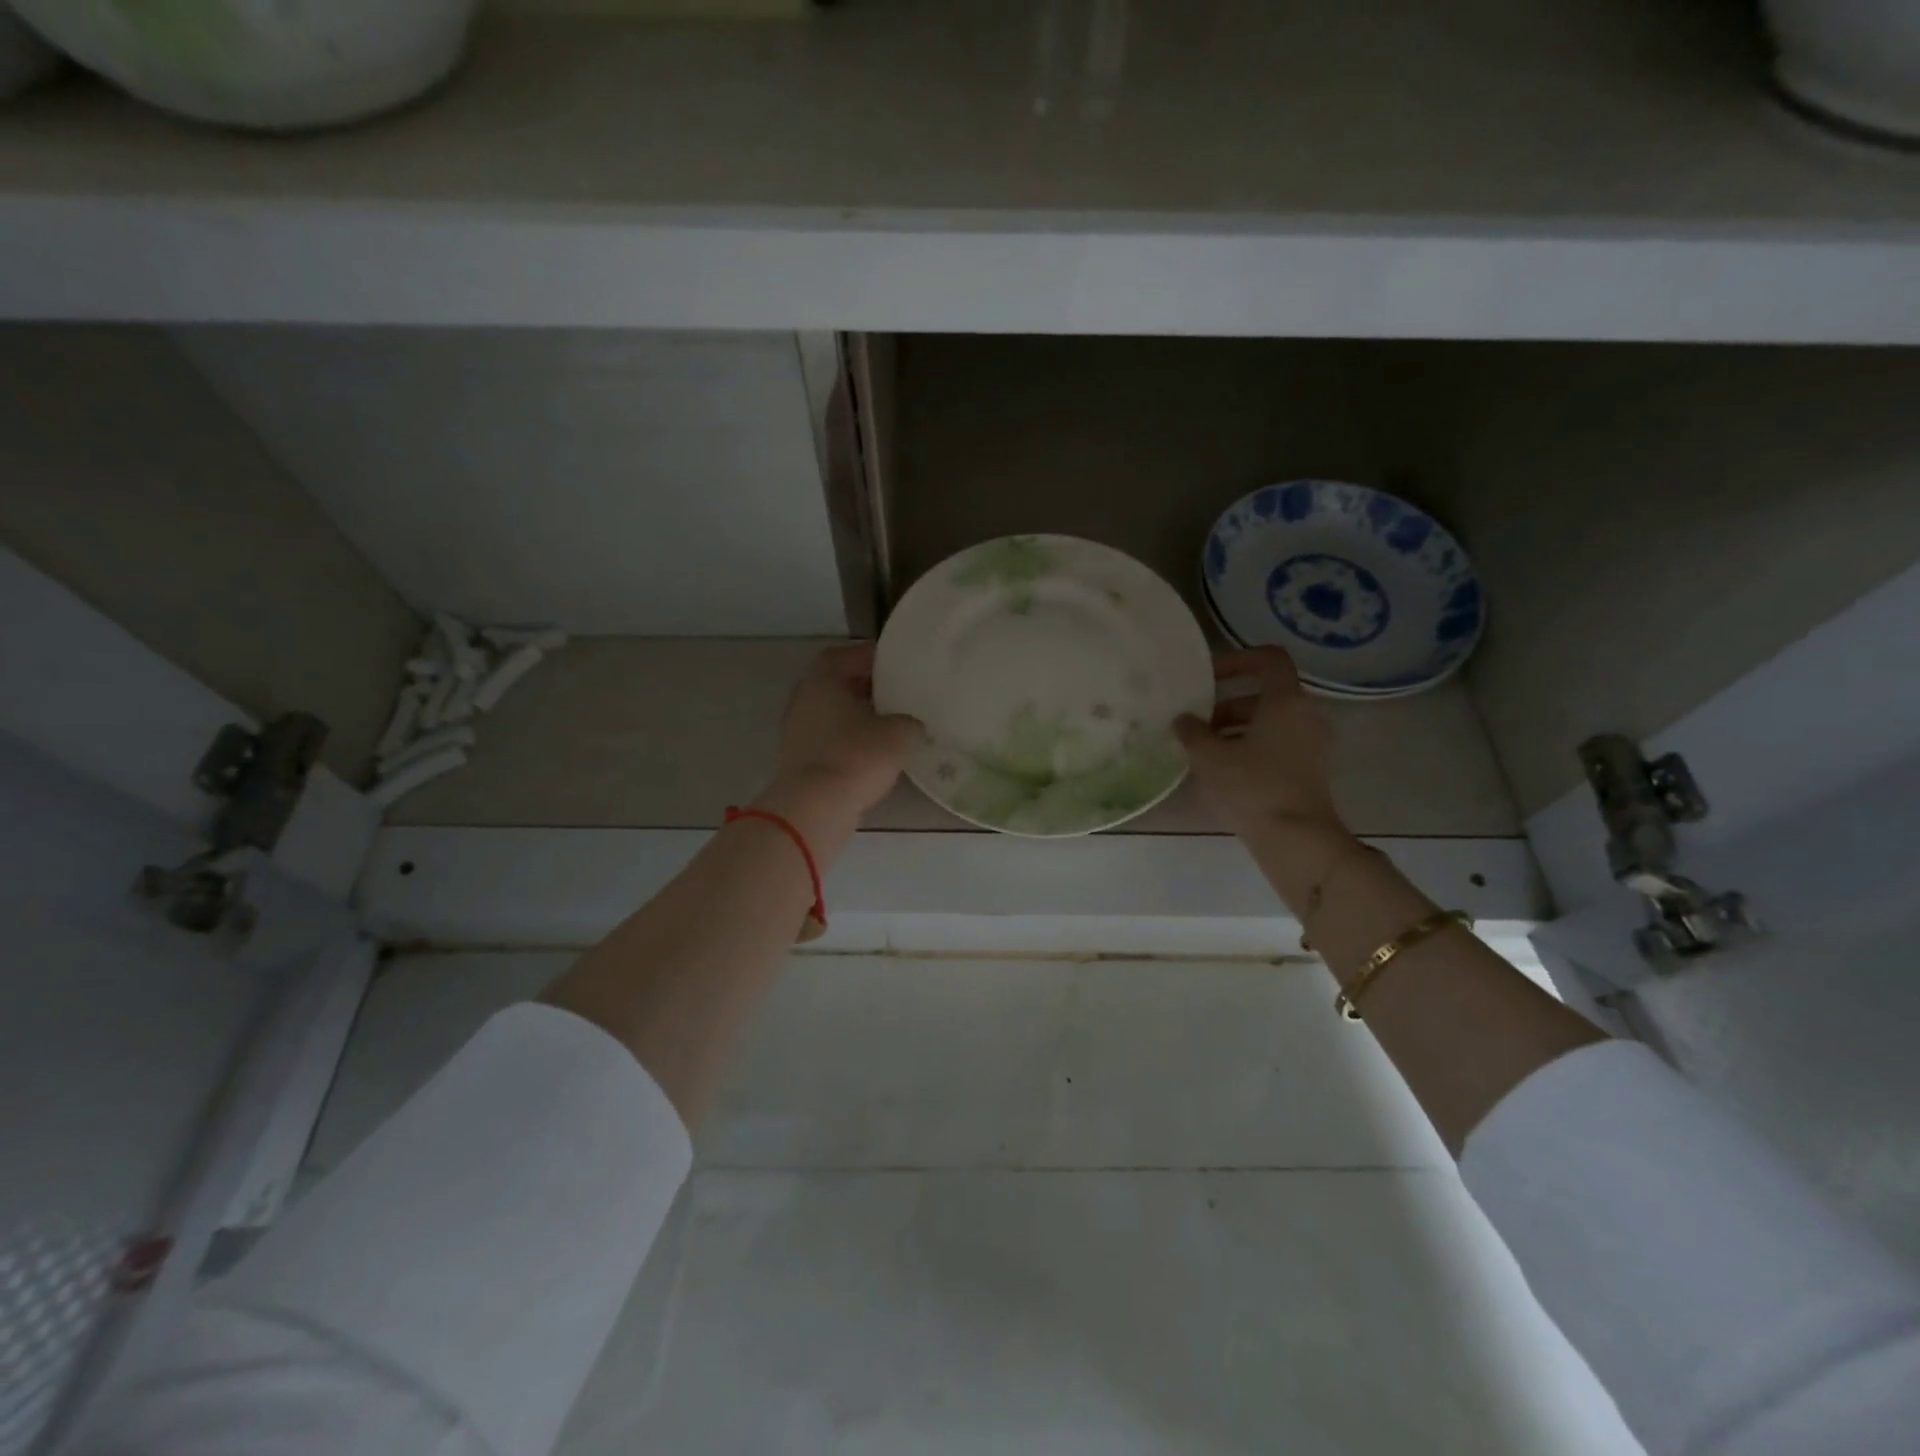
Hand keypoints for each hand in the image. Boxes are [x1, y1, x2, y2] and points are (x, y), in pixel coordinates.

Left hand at [760, 644, 922, 834]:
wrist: (817, 807)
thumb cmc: (856, 756)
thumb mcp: (899, 734)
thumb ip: (909, 721)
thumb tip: (910, 724)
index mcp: (821, 682)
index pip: (841, 656)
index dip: (866, 656)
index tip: (891, 662)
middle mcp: (803, 702)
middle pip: (834, 685)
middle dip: (863, 686)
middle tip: (894, 691)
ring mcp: (796, 732)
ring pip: (831, 714)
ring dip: (856, 715)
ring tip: (888, 722)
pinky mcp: (799, 760)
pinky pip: (828, 739)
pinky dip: (849, 739)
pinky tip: (873, 750)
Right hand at [1175, 647, 1344, 841]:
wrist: (1297, 839)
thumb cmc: (1252, 787)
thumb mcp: (1210, 757)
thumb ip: (1192, 732)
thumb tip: (1183, 720)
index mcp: (1286, 700)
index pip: (1268, 659)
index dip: (1236, 660)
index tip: (1207, 677)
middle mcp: (1305, 715)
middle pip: (1264, 694)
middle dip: (1226, 704)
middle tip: (1196, 723)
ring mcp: (1311, 744)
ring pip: (1268, 722)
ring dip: (1234, 728)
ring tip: (1202, 750)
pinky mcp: (1308, 769)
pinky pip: (1276, 744)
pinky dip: (1249, 747)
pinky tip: (1222, 771)